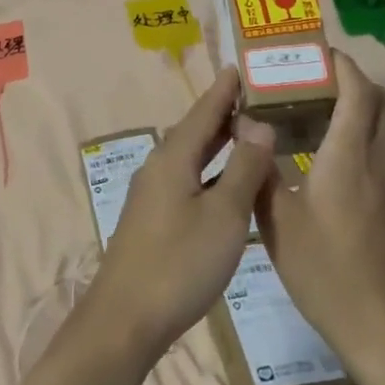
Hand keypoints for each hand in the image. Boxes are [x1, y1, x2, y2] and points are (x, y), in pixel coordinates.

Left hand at [81, 67, 274, 363]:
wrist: (126, 318)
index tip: (242, 66)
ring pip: (191, 156)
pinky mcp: (154, 218)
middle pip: (195, 130)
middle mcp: (160, 167)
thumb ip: (244, 168)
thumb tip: (259, 124)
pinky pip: (188, 178)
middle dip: (224, 112)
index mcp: (174, 157)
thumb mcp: (224, 215)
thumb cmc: (180, 263)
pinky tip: (226, 181)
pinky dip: (211, 169)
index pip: (204, 111)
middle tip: (257, 96)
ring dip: (218, 142)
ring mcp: (153, 194)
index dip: (225, 89)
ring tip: (248, 131)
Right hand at [256, 52, 384, 379]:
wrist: (383, 326)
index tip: (317, 55)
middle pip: (379, 100)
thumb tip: (248, 133)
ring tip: (321, 118)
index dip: (341, 65)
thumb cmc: (323, 270)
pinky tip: (338, 165)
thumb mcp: (277, 222)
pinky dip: (366, 138)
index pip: (356, 91)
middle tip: (314, 84)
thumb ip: (260, 172)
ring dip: (360, 109)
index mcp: (347, 156)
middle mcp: (379, 160)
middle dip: (352, 81)